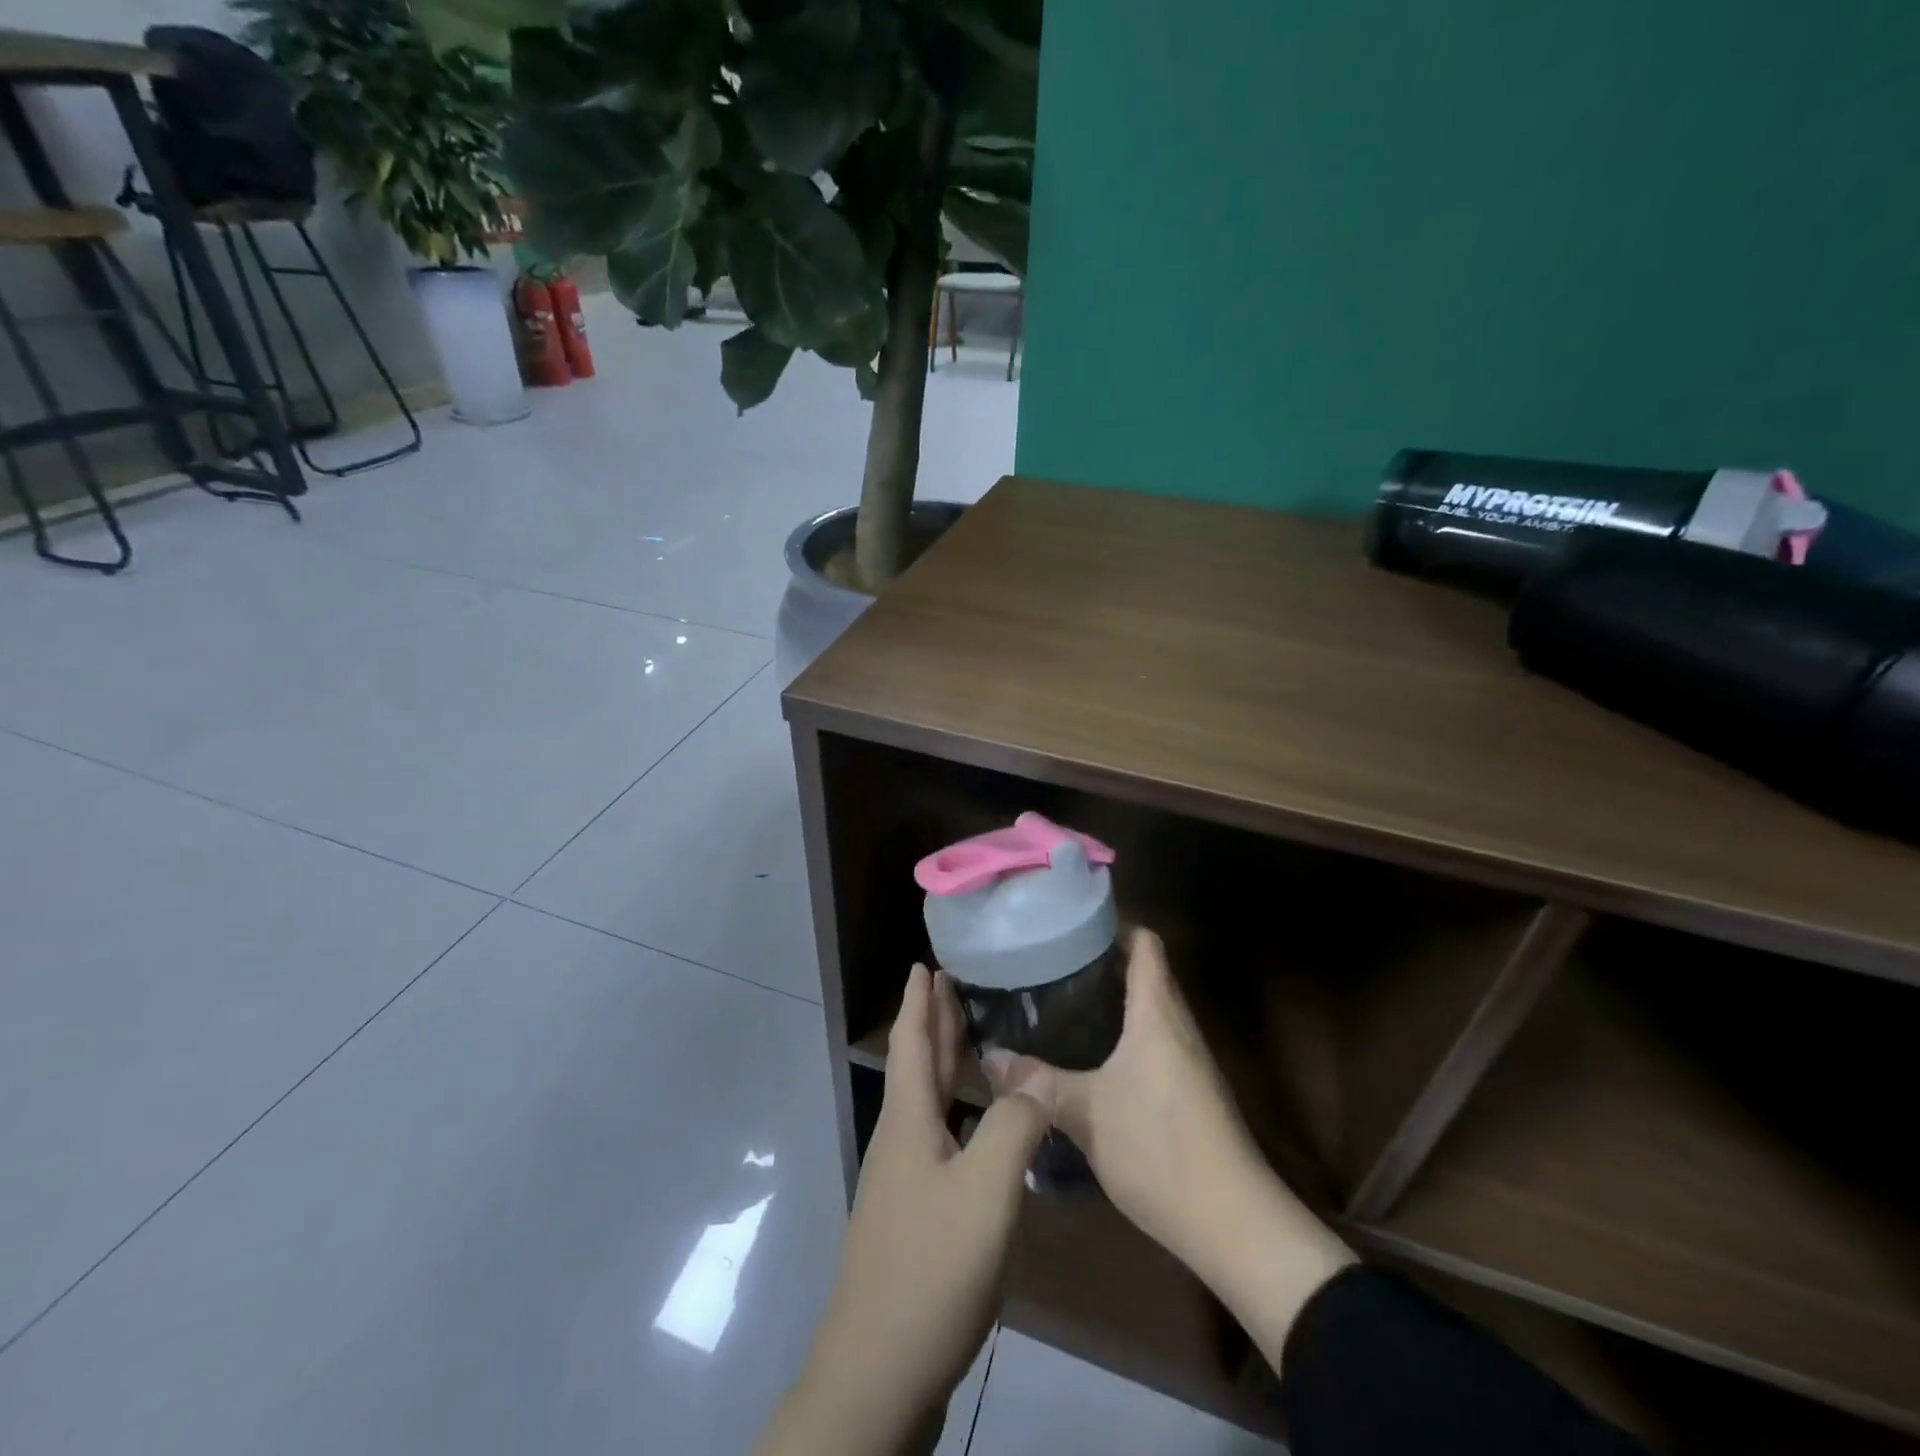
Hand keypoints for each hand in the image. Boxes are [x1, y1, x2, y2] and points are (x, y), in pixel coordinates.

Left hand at [759, 965, 1055, 1455]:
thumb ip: (1013, 1127)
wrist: (879, 1373)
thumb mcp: (984, 1192)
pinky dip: (962, 1114)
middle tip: (956, 985)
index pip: (910, 1042)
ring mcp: (906, 1182)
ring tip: (978, 1041)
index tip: (924, 963)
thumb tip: (1037, 1076)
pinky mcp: (918, 1216)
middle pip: (918, 1067)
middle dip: (934, 1024)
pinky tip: (987, 1127)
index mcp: (908, 1122)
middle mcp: (902, 1141)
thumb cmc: (929, 1268)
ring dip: (948, 1066)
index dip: (918, 1001)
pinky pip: (942, 1139)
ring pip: (930, 1104)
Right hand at [985, 929, 1354, 1370]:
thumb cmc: (1160, 1148)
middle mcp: (1178, 1025)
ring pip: (1150, 1010)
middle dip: (1101, 963)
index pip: (1145, 943)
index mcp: (1158, 1012)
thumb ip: (1037, 1083)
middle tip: (1051, 965)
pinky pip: (1155, 1042)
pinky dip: (1124, 1035)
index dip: (1113, 925)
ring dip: (1113, 1002)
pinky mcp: (1191, 1091)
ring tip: (1061, 1004)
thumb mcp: (1086, 1113)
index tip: (1070, 925)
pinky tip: (1090, 1057)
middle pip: (1146, 972)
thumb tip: (990, 1059)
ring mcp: (1189, 1060)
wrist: (1234, 1224)